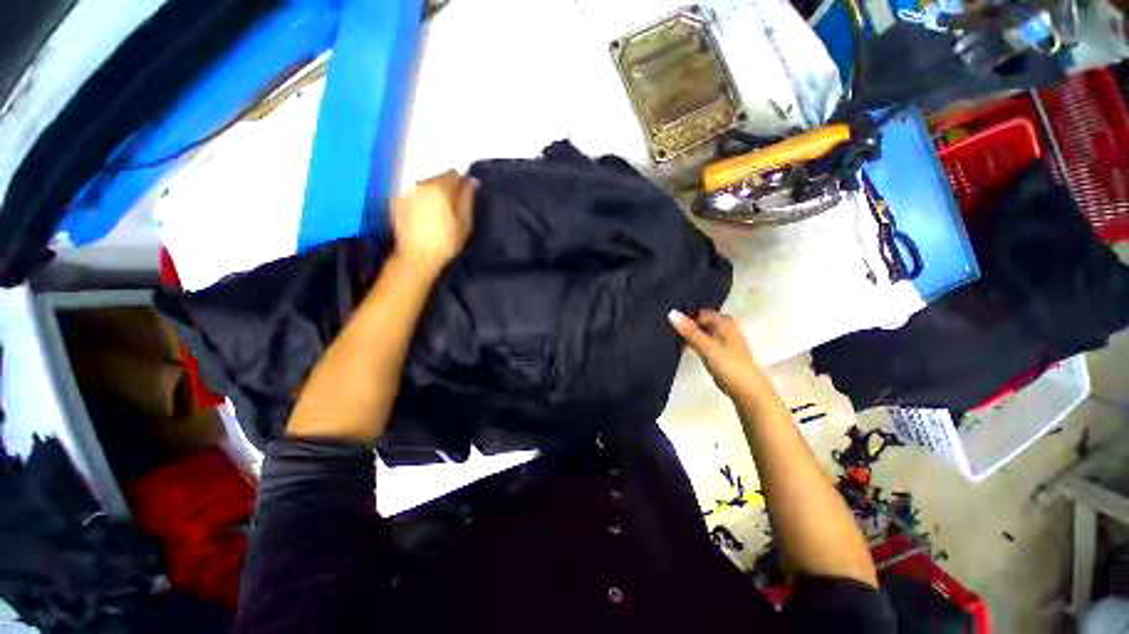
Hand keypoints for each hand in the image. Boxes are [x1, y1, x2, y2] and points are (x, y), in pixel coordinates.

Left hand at [391, 170, 477, 274]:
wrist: (416, 257)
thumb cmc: (446, 242)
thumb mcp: (465, 223)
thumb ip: (468, 199)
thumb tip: (472, 181)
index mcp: (439, 188)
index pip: (453, 174)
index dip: (461, 186)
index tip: (463, 202)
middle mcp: (420, 184)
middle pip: (438, 179)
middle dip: (446, 191)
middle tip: (450, 212)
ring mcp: (405, 192)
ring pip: (424, 187)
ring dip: (432, 196)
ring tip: (435, 217)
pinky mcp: (395, 202)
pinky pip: (413, 195)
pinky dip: (419, 202)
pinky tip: (421, 219)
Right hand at [668, 309, 765, 400]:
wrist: (747, 390)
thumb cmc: (727, 365)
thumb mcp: (705, 346)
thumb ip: (689, 331)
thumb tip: (671, 312)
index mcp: (724, 322)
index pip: (699, 312)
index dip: (685, 316)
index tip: (668, 322)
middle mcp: (726, 327)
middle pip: (701, 321)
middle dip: (687, 324)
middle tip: (667, 329)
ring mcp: (725, 340)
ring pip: (703, 331)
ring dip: (690, 334)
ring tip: (672, 337)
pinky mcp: (723, 352)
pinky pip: (705, 341)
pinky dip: (695, 342)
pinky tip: (685, 347)